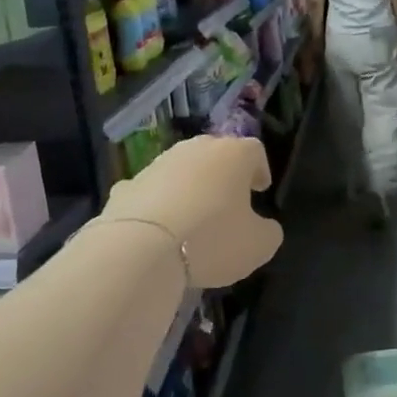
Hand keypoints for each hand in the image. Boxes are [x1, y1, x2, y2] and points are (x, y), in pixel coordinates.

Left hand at [103, 135, 282, 287]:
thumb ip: (268, 231)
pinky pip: (152, 192)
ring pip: (182, 171)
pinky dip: (159, 204)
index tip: (260, 189)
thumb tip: (263, 227)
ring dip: (190, 188)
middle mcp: (194, 149)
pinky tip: (161, 229)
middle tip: (229, 201)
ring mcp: (157, 164)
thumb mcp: (259, 245)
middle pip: (216, 154)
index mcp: (233, 155)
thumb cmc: (212, 239)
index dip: (260, 169)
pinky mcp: (128, 185)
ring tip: (194, 218)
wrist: (141, 247)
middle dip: (224, 175)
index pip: (254, 150)